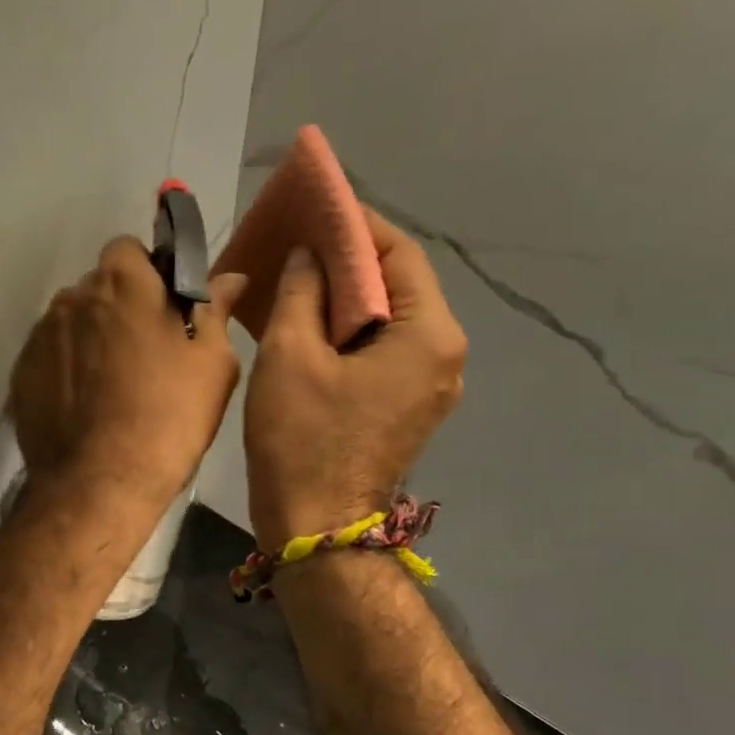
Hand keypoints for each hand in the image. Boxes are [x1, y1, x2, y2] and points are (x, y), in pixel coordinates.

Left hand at [10, 237, 246, 517]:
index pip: (129, 249)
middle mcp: (72, 297)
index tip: (164, 310)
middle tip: (144, 354)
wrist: (100, 483)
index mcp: (122, 282)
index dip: (148, 274)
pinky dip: (65, 371)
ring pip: (71, 323)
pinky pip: (50, 358)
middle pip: (98, 287)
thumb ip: (214, 311)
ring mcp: (40, 337)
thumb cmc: (168, 417)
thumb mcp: (211, 363)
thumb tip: (231, 277)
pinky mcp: (21, 375)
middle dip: (118, 307)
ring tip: (111, 387)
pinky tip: (85, 407)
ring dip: (90, 339)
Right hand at [244, 207, 466, 549]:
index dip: (356, 225)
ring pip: (388, 321)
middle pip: (399, 287)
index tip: (317, 206)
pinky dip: (349, 332)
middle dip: (350, 260)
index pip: (399, 255)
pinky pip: (382, 352)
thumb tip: (312, 256)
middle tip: (300, 242)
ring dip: (346, 297)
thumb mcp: (290, 356)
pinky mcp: (407, 409)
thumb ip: (303, 293)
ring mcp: (429, 386)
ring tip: (299, 278)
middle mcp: (443, 355)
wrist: (317, 529)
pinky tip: (310, 324)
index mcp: (428, 334)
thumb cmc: (302, 440)